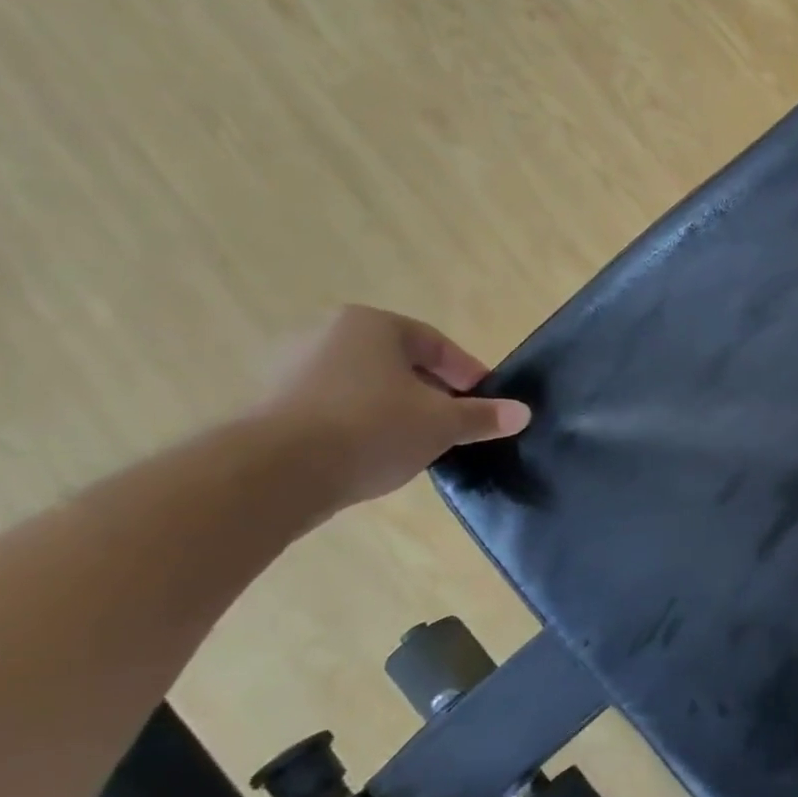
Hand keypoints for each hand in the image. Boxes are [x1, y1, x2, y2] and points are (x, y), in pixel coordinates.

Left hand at [255, 306, 531, 509]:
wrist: (277, 471)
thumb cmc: (373, 428)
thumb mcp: (443, 423)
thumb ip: (483, 416)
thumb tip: (523, 413)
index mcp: (372, 325)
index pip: (435, 343)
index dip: (467, 373)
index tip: (485, 401)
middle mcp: (329, 335)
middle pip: (400, 363)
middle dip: (433, 392)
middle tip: (456, 423)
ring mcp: (295, 369)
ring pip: (368, 387)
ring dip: (398, 410)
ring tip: (421, 442)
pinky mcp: (275, 405)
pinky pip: (337, 408)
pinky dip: (364, 425)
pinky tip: (379, 454)